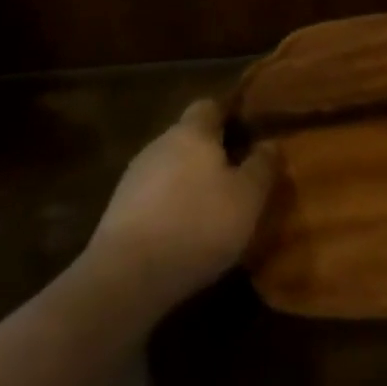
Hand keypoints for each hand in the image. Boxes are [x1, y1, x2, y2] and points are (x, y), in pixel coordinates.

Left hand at [79, 99, 274, 312]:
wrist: (125, 279)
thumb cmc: (198, 224)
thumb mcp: (248, 197)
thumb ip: (262, 165)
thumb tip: (269, 144)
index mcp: (192, 132)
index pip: (210, 106)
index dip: (230, 116)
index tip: (249, 134)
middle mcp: (159, 145)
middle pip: (189, 138)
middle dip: (210, 153)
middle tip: (236, 176)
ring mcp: (133, 179)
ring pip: (169, 169)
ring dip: (188, 183)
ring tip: (211, 211)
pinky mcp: (116, 214)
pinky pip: (152, 199)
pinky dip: (169, 209)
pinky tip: (182, 235)